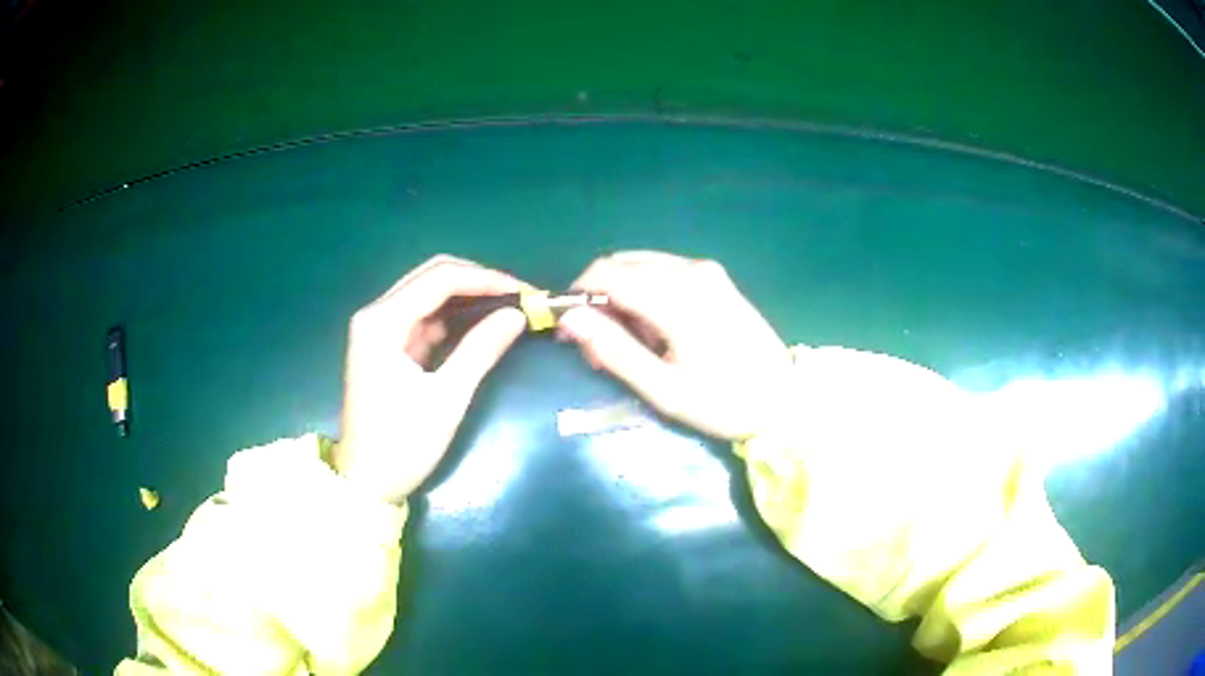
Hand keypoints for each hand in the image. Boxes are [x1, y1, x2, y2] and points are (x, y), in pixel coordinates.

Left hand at [332, 255, 529, 504]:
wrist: (367, 482)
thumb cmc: (402, 444)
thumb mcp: (446, 399)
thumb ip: (480, 350)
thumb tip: (517, 315)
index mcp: (382, 322)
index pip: (439, 279)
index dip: (485, 279)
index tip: (525, 292)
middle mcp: (376, 315)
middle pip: (431, 277)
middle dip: (477, 281)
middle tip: (518, 297)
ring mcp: (380, 330)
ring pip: (428, 294)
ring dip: (467, 297)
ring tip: (507, 307)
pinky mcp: (387, 346)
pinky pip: (424, 318)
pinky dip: (454, 318)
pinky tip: (481, 323)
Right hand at [558, 251, 792, 439]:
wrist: (785, 400)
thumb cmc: (724, 402)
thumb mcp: (663, 389)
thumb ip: (613, 350)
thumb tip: (570, 319)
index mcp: (677, 295)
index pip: (605, 273)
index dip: (576, 297)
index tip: (568, 332)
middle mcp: (690, 270)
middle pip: (621, 266)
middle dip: (600, 302)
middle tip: (601, 350)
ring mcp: (706, 271)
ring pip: (640, 268)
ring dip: (621, 300)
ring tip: (631, 347)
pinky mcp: (715, 278)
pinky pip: (663, 273)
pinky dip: (644, 295)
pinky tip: (656, 332)